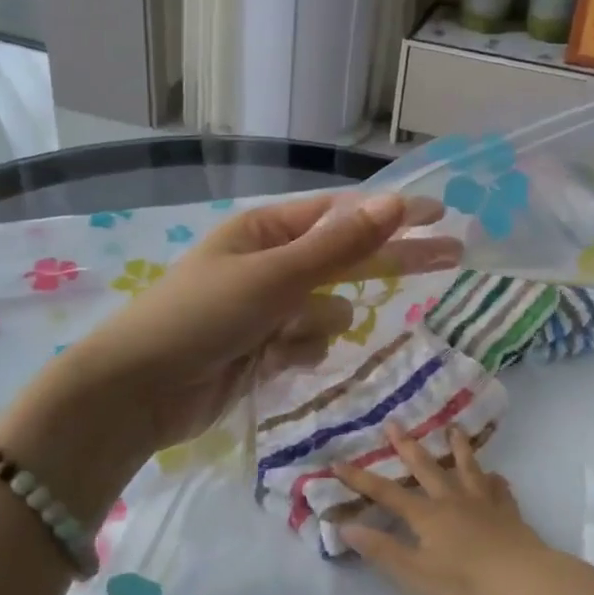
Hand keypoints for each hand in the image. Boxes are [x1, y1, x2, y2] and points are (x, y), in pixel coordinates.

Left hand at [63, 193, 461, 452]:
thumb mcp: (275, 274)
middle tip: (453, 257)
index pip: (343, 215)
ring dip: (317, 324)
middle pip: (346, 258)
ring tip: (283, 338)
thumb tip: (396, 203)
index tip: (439, 216)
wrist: (140, 391)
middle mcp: (271, 263)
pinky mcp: (266, 349)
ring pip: (330, 311)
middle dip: (391, 260)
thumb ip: (340, 245)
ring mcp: (269, 308)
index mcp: (267, 230)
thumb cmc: (203, 316)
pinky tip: (274, 360)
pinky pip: (310, 343)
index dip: (391, 215)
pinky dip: (300, 351)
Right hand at [333, 425, 566, 594]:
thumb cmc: (465, 583)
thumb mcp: (415, 574)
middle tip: (394, 423)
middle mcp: (452, 500)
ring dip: (457, 448)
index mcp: (427, 515)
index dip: (361, 479)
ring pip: (467, 468)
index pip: (387, 493)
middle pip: (426, 468)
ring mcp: (484, 503)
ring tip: (453, 429)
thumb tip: (345, 526)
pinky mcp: (509, 513)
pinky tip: (497, 476)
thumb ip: (382, 550)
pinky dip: (496, 481)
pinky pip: (501, 490)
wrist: (524, 581)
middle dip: (407, 446)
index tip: (338, 462)